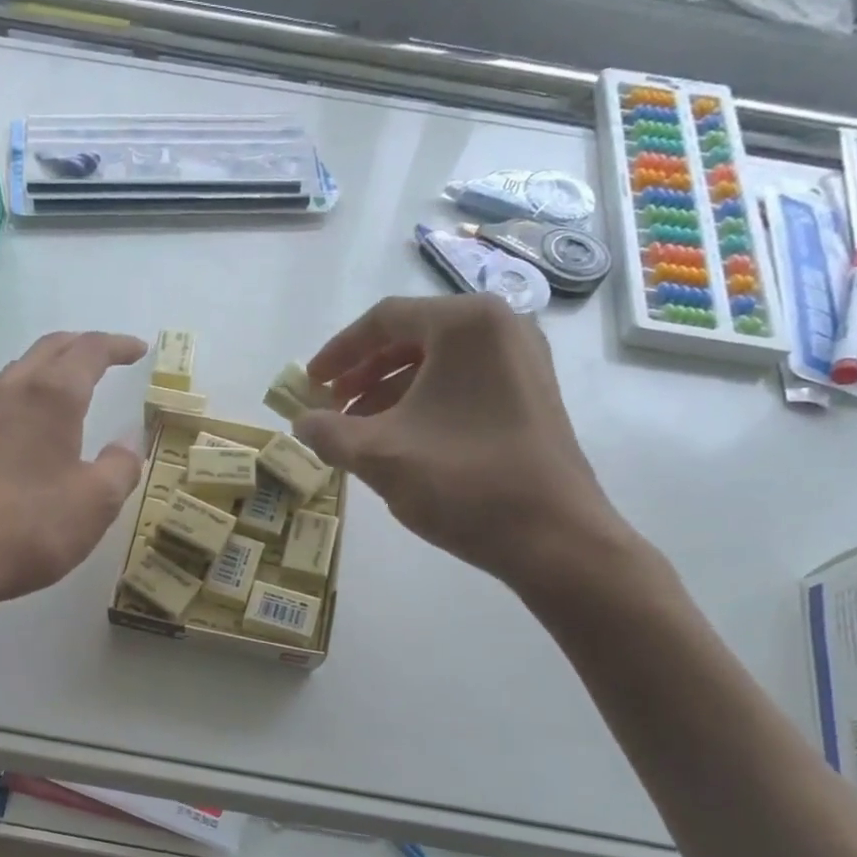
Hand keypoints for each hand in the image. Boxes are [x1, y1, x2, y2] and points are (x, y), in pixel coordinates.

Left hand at [0, 331, 147, 609]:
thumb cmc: (26, 525)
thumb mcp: (95, 504)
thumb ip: (120, 468)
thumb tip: (129, 443)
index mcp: (52, 397)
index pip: (90, 351)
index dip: (117, 346)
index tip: (138, 349)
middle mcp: (10, 393)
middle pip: (47, 349)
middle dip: (80, 345)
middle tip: (106, 356)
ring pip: (16, 374)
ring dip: (47, 370)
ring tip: (67, 388)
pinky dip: (23, 401)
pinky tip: (25, 432)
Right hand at [294, 295, 636, 595]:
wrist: (554, 538)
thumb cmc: (463, 482)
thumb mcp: (379, 455)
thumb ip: (329, 432)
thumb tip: (301, 422)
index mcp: (465, 324)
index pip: (384, 319)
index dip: (337, 352)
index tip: (308, 383)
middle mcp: (501, 327)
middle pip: (412, 337)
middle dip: (362, 373)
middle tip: (330, 407)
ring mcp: (522, 360)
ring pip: (437, 363)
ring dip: (389, 391)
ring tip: (357, 430)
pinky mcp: (531, 395)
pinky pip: (463, 384)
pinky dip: (423, 403)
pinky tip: (400, 439)